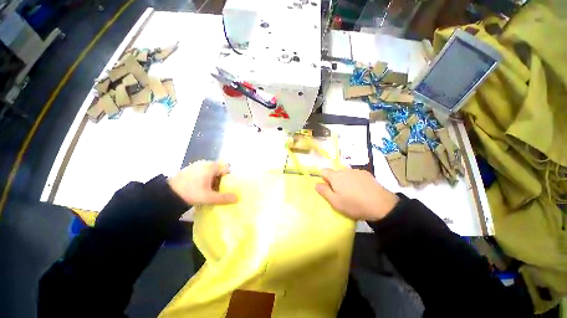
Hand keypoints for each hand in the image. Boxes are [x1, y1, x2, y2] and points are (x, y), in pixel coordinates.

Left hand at [168, 161, 237, 205]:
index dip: (228, 177)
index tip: (225, 187)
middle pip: (219, 170)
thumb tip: (237, 198)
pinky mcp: (189, 169)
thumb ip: (224, 198)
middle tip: (218, 190)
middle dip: (220, 179)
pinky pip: (202, 172)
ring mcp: (196, 165)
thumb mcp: (209, 197)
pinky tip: (200, 188)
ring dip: (212, 180)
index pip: (226, 168)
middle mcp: (205, 163)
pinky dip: (205, 179)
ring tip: (209, 190)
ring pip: (210, 171)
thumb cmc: (190, 193)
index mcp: (211, 167)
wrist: (166, 195)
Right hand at [315, 168, 398, 220]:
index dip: (324, 179)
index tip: (328, 188)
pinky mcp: (366, 173)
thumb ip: (324, 191)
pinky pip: (355, 175)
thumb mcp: (335, 202)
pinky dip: (355, 180)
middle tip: (340, 194)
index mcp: (335, 176)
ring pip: (345, 174)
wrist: (381, 205)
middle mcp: (344, 170)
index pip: (324, 171)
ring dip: (345, 181)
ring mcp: (356, 171)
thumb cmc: (354, 204)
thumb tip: (316, 184)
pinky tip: (361, 190)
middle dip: (335, 181)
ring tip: (352, 193)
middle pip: (335, 173)